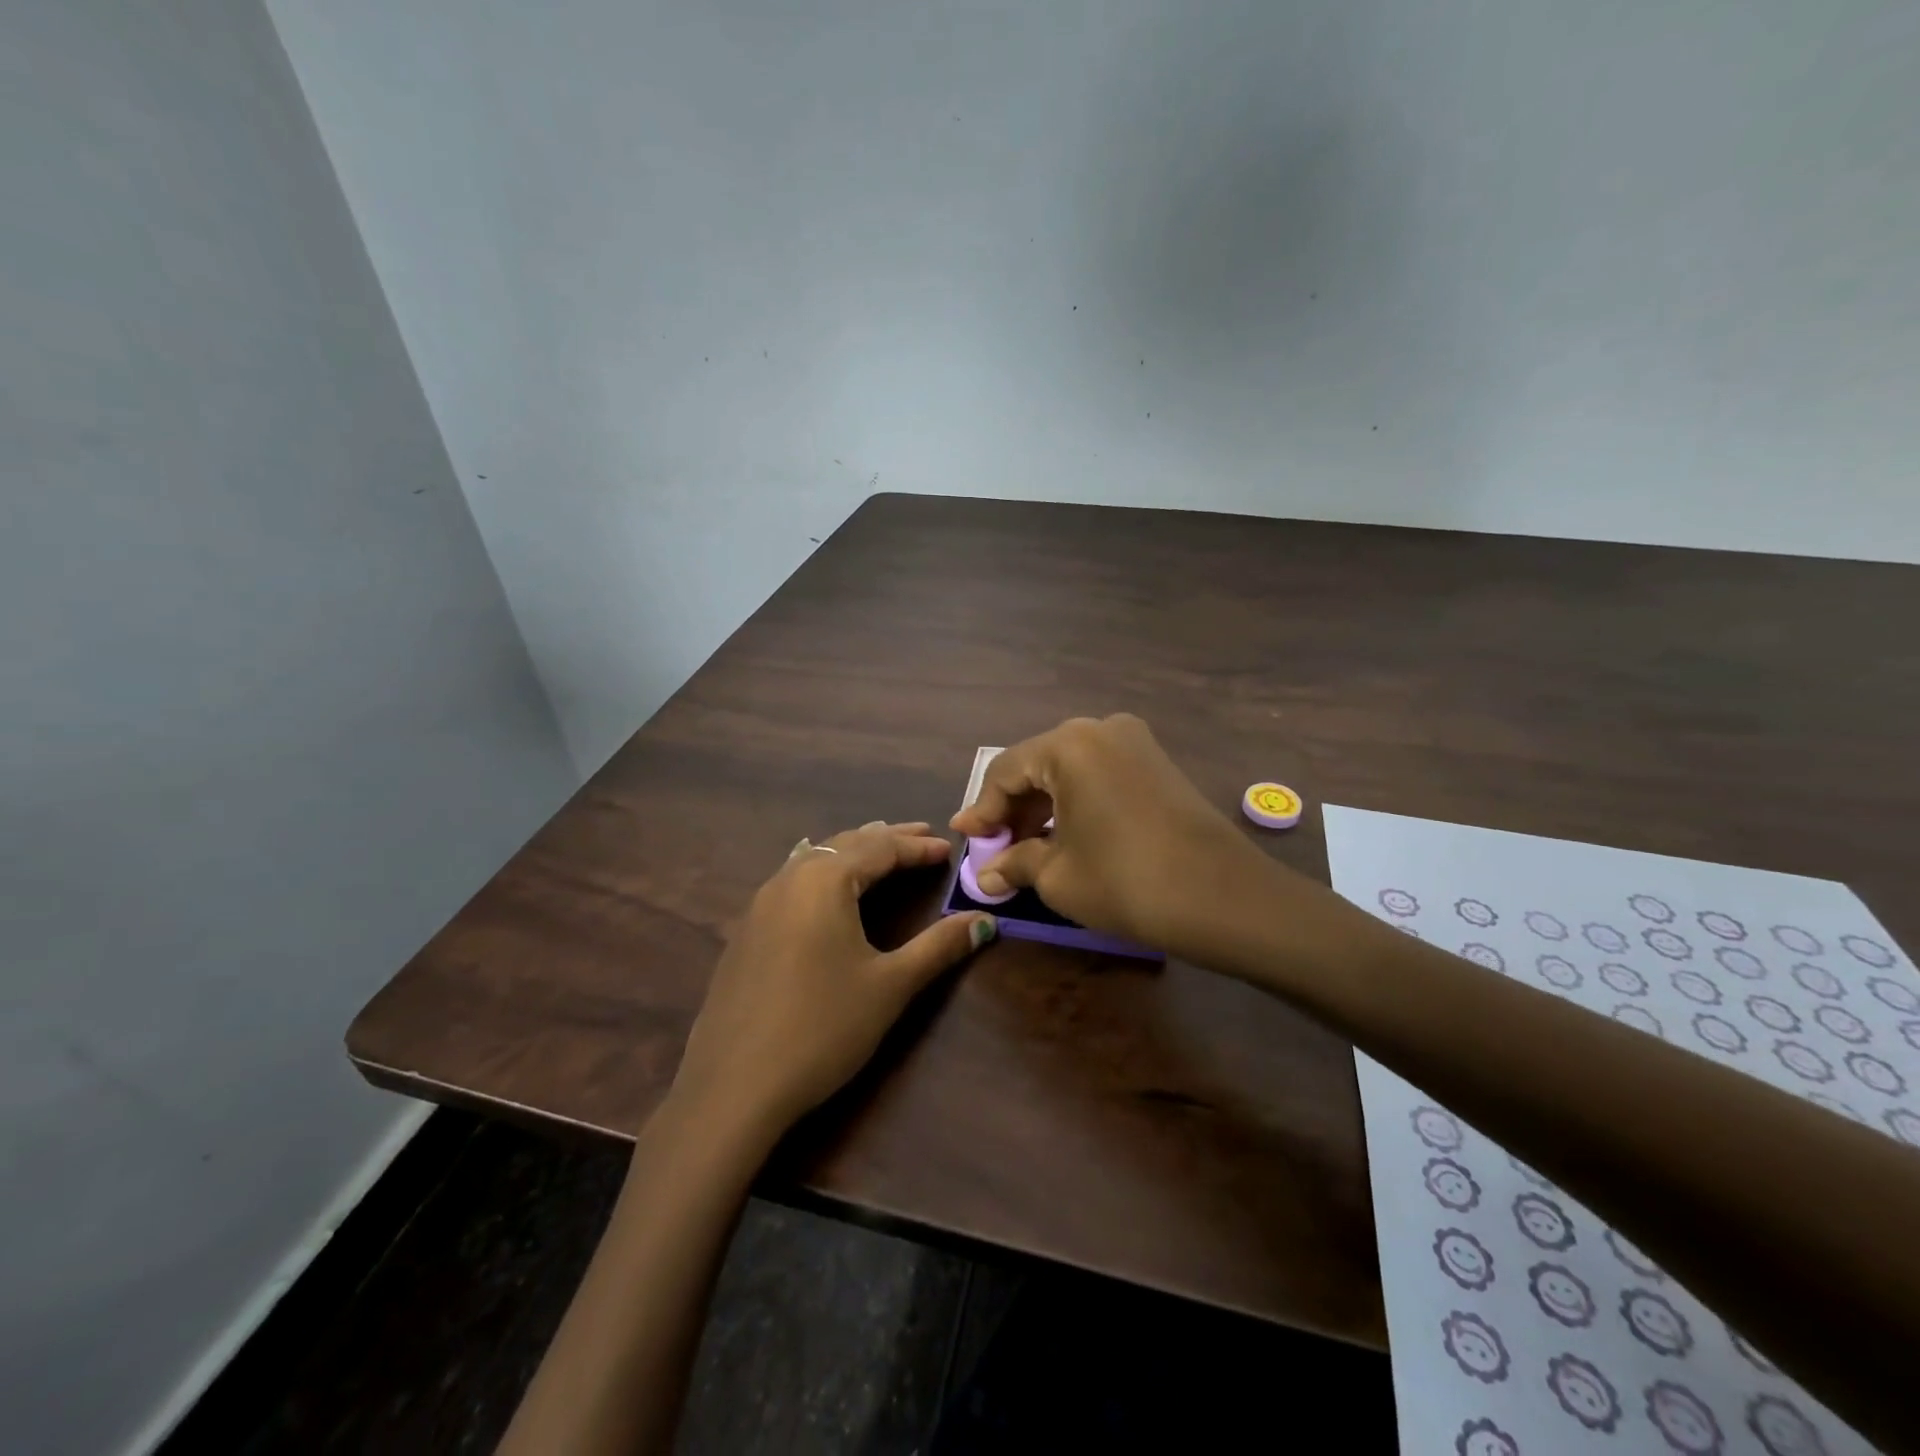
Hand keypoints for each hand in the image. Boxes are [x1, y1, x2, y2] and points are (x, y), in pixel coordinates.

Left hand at [671, 822, 996, 1137]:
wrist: (733, 1087)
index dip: (917, 848)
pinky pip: (793, 883)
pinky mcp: (745, 933)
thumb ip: (938, 946)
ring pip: (814, 860)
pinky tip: (829, 891)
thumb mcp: (890, 985)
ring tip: (881, 854)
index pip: (880, 849)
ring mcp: (759, 905)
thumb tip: (984, 921)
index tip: (948, 849)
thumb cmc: (822, 1028)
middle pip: (844, 844)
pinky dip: (824, 874)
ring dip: (852, 853)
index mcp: (824, 881)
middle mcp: (788, 879)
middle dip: (886, 840)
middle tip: (921, 837)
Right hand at [950, 715, 1272, 952]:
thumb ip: (1016, 864)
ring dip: (1043, 806)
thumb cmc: (1125, 881)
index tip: (965, 838)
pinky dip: (1075, 801)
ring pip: (1070, 770)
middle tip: (994, 846)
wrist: (1223, 897)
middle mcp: (1100, 729)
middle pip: (1038, 765)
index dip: (982, 808)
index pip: (1006, 770)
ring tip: (1024, 845)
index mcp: (1068, 745)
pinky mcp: (1157, 763)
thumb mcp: (1058, 876)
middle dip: (1012, 808)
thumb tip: (988, 875)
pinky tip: (1065, 833)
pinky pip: (1099, 775)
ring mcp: (1135, 742)